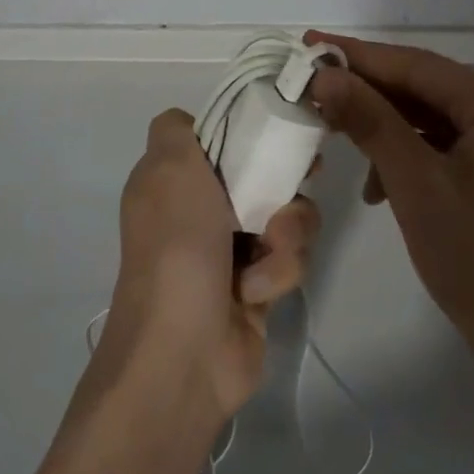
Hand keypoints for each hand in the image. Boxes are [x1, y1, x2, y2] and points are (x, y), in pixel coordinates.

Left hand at [103, 109, 319, 419]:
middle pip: (264, 172)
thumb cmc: (177, 246)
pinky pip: (291, 257)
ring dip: (286, 231)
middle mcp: (202, 209)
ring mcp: (231, 249)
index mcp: (175, 179)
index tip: (279, 128)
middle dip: (285, 180)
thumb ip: (177, 130)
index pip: (222, 137)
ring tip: (266, 252)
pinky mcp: (259, 285)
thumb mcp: (168, 169)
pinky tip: (256, 291)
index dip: (251, 130)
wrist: (183, 350)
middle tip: (305, 178)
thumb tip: (191, 122)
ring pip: (287, 214)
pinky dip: (278, 270)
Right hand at [306, 32, 473, 382]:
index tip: (308, 45)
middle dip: (367, 91)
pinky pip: (440, 147)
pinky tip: (377, 186)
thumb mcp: (415, 184)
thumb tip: (325, 76)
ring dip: (382, 127)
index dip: (359, 55)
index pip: (416, 64)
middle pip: (423, 88)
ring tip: (335, 136)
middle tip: (311, 89)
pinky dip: (405, 157)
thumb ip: (370, 121)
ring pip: (428, 118)